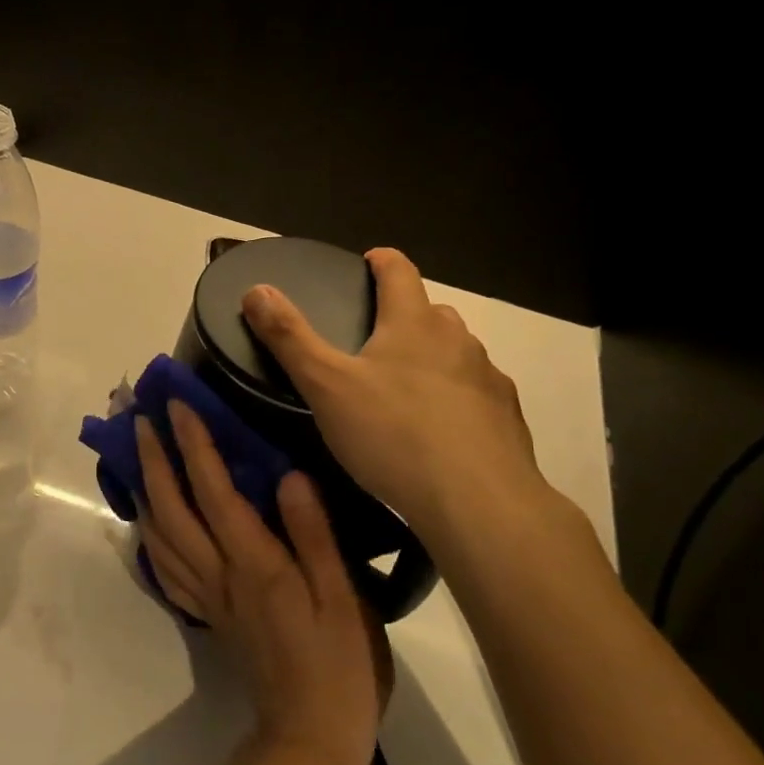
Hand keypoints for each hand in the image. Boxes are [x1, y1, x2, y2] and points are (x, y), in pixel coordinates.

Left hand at [136, 401, 391, 764]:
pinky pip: (167, 570)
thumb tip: (288, 476)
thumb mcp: (343, 598)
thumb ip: (314, 536)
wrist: (312, 739)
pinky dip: (150, 538)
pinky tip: (149, 525)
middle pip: (172, 509)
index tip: (177, 406)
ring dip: (144, 493)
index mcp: (254, 563)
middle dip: (153, 461)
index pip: (214, 491)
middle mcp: (220, 574)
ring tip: (135, 461)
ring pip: (160, 537)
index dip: (194, 445)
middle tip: (139, 421)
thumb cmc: (340, 665)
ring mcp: (209, 597)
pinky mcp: (209, 617)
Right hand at [241, 247, 562, 547]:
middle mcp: (457, 340)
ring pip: (457, 353)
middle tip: (376, 340)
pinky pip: (477, 394)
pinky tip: (443, 430)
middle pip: (430, 312)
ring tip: (406, 389)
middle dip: (405, 316)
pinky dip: (458, 398)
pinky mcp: (507, 418)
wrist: (478, 503)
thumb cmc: (393, 435)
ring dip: (434, 357)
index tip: (369, 262)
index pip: (400, 271)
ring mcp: (488, 379)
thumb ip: (289, 337)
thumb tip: (256, 290)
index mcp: (413, 323)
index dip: (382, 261)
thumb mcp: (325, 386)